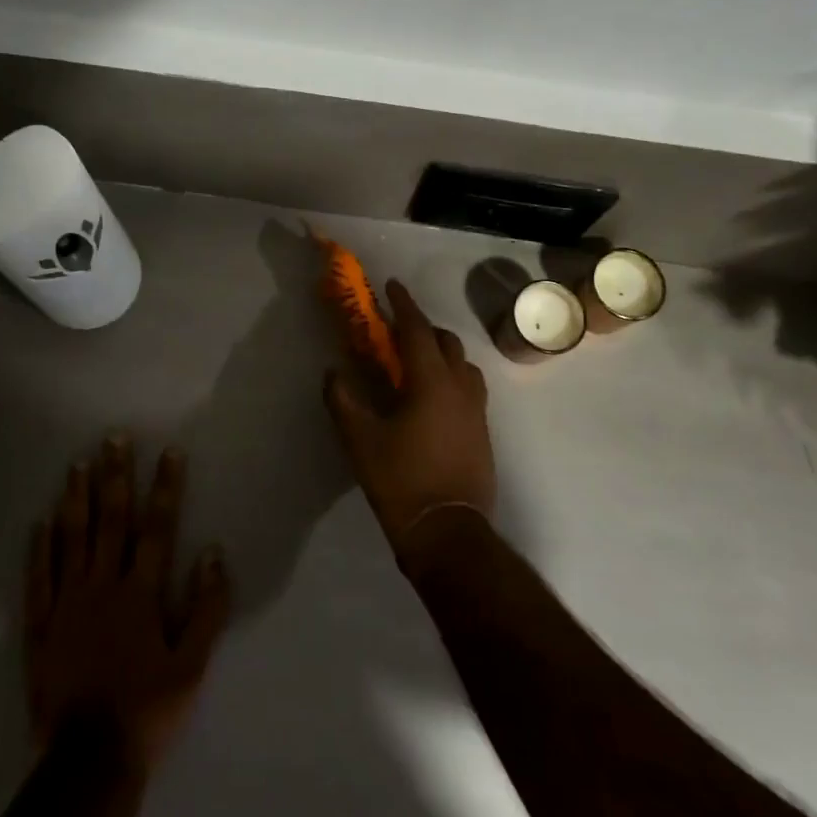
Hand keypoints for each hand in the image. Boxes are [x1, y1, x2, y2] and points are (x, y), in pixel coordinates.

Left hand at [25, 440, 229, 774]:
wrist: (88, 762)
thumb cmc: (148, 710)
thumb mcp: (192, 665)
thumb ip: (206, 607)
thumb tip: (214, 553)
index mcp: (141, 593)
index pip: (157, 528)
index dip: (166, 488)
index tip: (170, 452)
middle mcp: (103, 586)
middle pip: (111, 521)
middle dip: (116, 477)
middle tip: (113, 438)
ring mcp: (67, 604)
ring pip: (72, 540)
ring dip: (76, 499)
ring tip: (77, 464)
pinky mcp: (40, 627)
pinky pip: (38, 578)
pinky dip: (39, 548)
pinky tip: (39, 521)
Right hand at [323, 279, 495, 569]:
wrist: (447, 531)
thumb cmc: (401, 480)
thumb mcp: (360, 440)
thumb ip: (343, 400)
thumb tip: (333, 374)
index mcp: (432, 382)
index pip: (417, 330)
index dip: (403, 304)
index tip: (392, 285)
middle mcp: (461, 387)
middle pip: (446, 342)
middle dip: (422, 327)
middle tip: (397, 329)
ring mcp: (477, 410)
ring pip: (463, 364)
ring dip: (441, 352)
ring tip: (417, 361)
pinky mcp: (483, 432)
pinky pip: (469, 387)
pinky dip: (451, 376)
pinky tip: (433, 396)